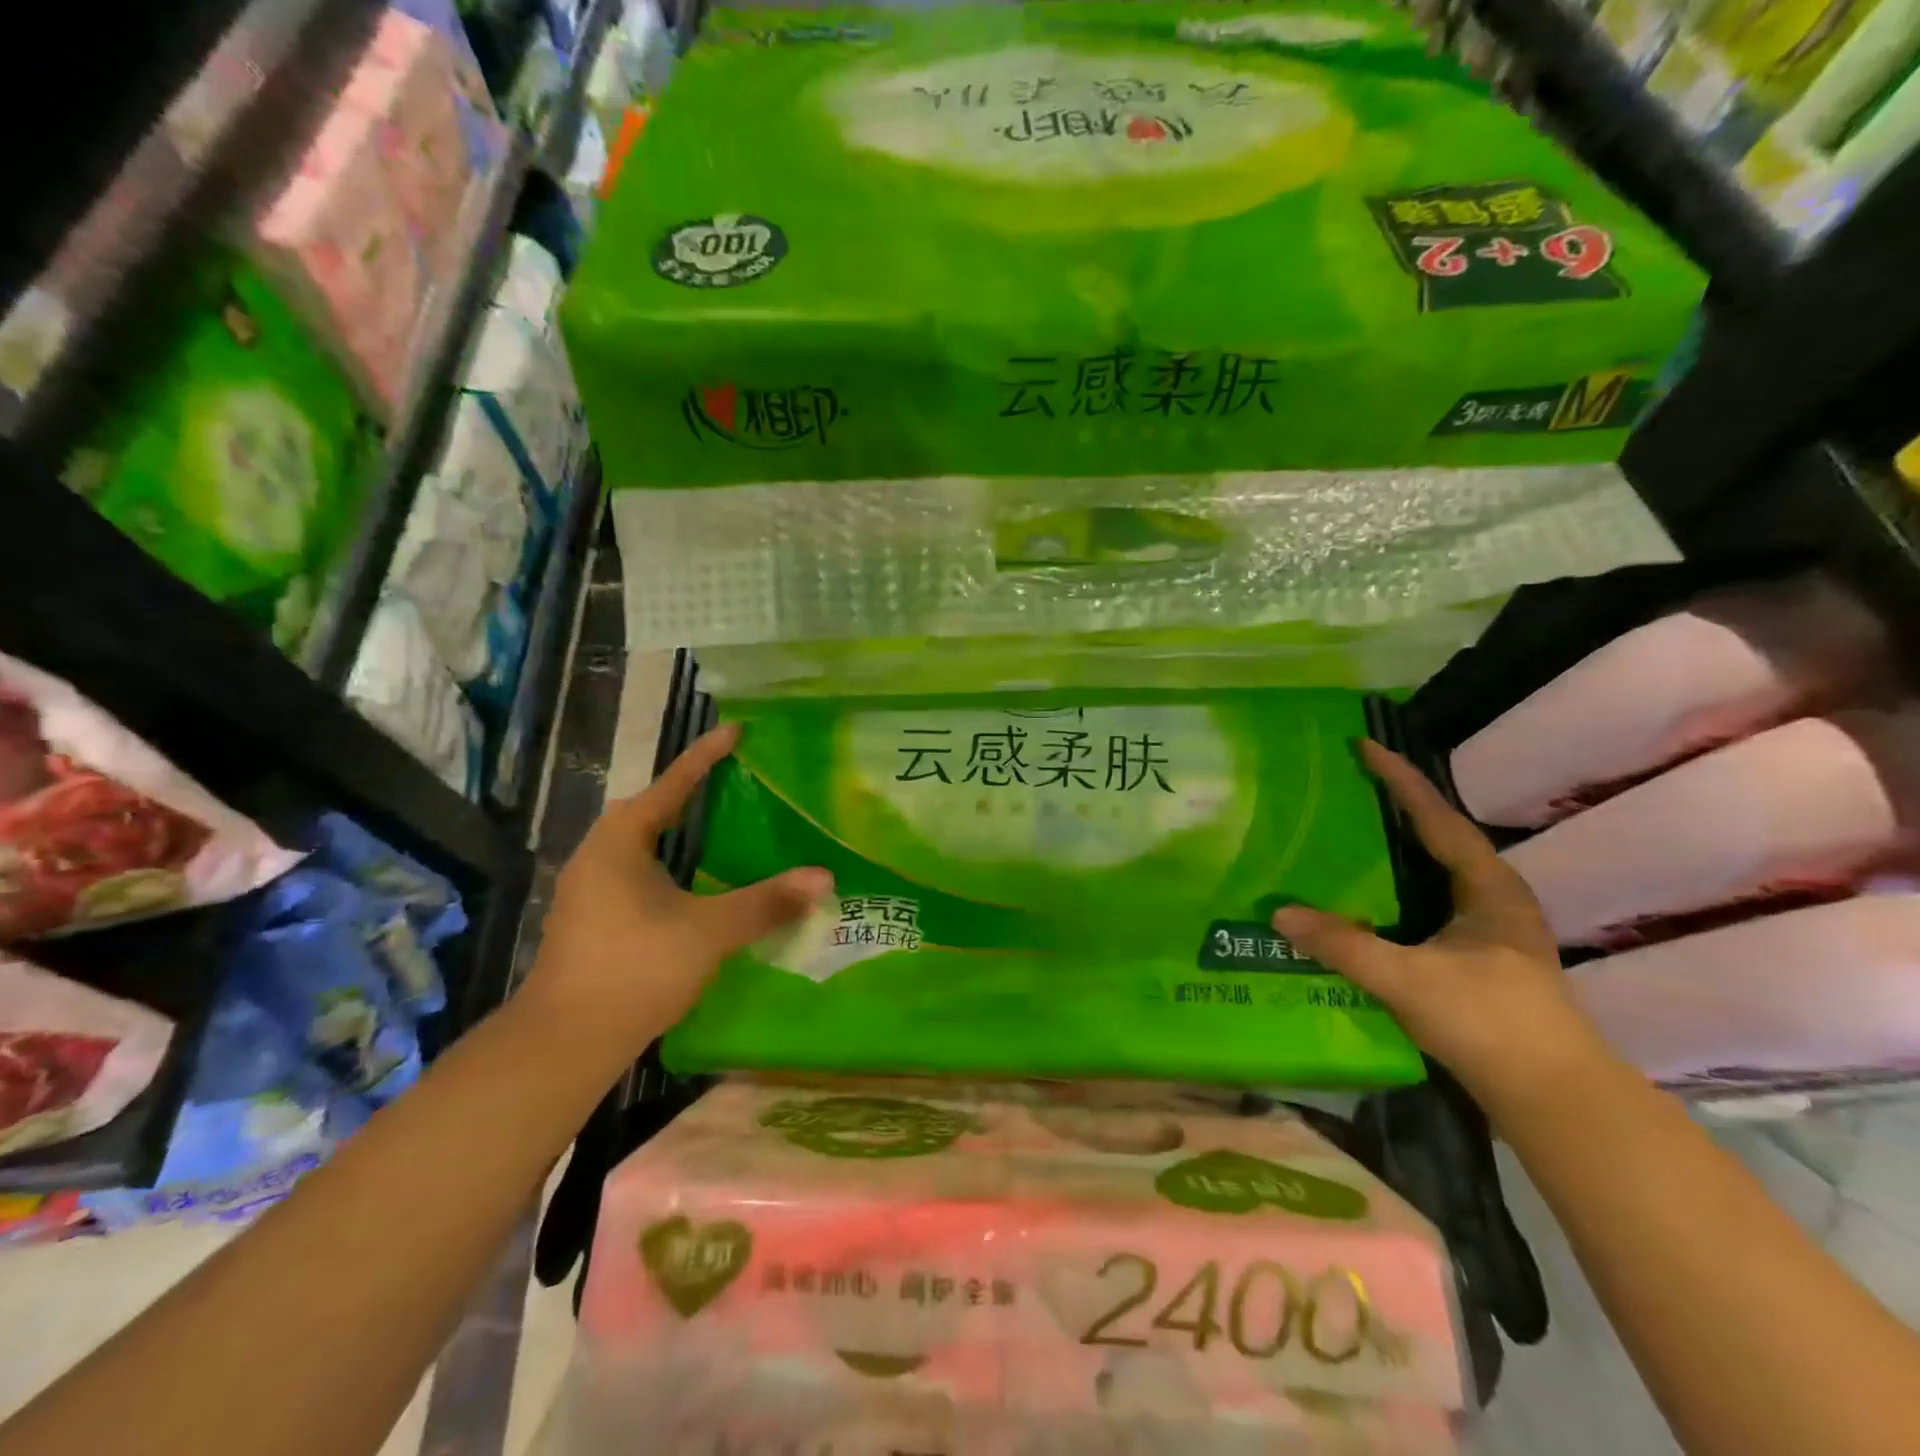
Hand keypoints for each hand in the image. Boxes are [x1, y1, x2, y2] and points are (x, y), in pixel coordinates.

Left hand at [519, 723, 832, 1062]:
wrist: (565, 1042)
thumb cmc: (636, 968)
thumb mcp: (709, 930)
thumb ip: (767, 901)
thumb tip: (824, 877)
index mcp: (620, 842)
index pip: (671, 785)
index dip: (705, 757)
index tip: (735, 730)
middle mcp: (598, 856)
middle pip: (648, 811)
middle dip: (687, 793)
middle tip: (731, 783)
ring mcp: (588, 891)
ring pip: (639, 845)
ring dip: (675, 832)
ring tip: (717, 828)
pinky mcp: (591, 921)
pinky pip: (635, 873)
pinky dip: (667, 864)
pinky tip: (692, 886)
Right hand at [1273, 740, 1613, 1114]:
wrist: (1555, 1098)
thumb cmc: (1490, 1022)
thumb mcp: (1407, 978)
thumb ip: (1342, 944)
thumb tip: (1280, 914)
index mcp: (1488, 887)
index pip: (1436, 818)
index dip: (1399, 780)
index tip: (1364, 746)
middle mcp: (1494, 898)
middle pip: (1440, 837)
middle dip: (1398, 808)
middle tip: (1352, 785)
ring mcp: (1492, 929)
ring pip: (1437, 871)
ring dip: (1399, 848)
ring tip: (1355, 831)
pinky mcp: (1482, 957)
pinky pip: (1431, 899)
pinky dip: (1400, 885)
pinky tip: (1370, 898)